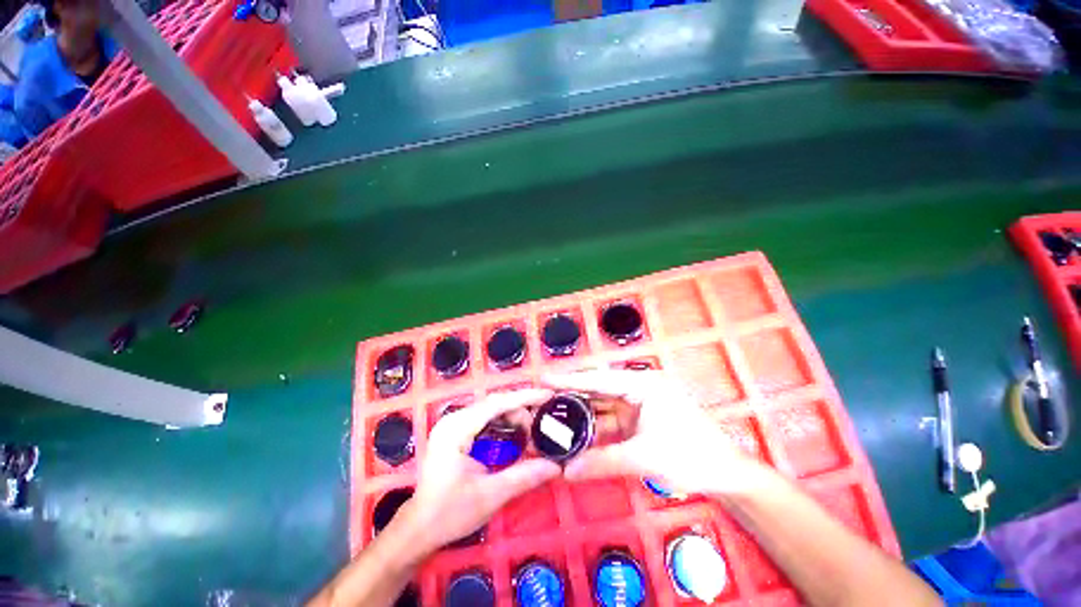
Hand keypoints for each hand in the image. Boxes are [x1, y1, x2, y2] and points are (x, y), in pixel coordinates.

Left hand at [400, 389, 561, 553]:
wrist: (419, 529)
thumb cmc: (449, 513)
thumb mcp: (491, 495)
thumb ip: (524, 476)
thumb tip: (556, 465)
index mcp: (457, 429)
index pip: (496, 403)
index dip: (524, 397)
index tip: (548, 395)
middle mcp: (453, 419)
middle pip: (494, 403)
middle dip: (521, 410)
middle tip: (541, 424)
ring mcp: (453, 424)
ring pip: (491, 409)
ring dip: (513, 416)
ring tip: (531, 431)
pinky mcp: (455, 431)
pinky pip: (485, 418)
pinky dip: (503, 422)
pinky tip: (515, 433)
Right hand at [543, 370, 770, 496]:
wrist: (725, 475)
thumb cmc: (691, 456)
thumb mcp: (644, 457)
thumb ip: (603, 462)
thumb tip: (566, 471)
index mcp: (643, 384)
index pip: (599, 379)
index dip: (570, 379)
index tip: (543, 378)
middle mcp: (638, 388)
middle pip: (597, 390)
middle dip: (571, 397)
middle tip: (542, 400)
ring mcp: (638, 405)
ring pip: (602, 407)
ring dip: (581, 415)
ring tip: (553, 418)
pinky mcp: (638, 420)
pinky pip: (610, 422)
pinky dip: (594, 429)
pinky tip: (576, 436)